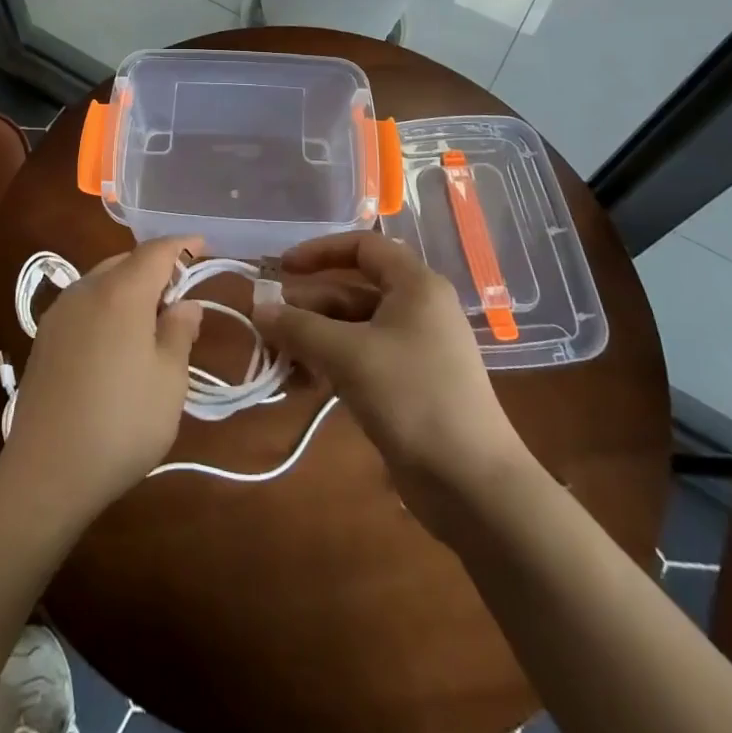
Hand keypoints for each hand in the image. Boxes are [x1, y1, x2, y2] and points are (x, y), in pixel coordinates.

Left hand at [0, 236, 203, 520]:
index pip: (156, 251)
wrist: (48, 470)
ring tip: (152, 315)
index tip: (203, 246)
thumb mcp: (169, 380)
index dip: (183, 245)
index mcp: (121, 292)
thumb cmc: (122, 422)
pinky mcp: (45, 336)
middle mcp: (86, 289)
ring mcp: (60, 312)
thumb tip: (185, 304)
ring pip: (102, 280)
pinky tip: (117, 336)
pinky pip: (84, 302)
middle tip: (181, 291)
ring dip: (130, 285)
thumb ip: (179, 332)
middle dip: (156, 266)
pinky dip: (108, 304)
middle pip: (126, 261)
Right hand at [253, 231, 527, 534]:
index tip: (282, 269)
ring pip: (351, 329)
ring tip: (276, 360)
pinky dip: (329, 365)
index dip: (320, 252)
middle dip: (306, 307)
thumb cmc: (413, 398)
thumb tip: (258, 309)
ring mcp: (412, 349)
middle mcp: (415, 309)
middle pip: (350, 291)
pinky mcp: (407, 385)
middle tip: (266, 325)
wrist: (473, 486)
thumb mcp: (348, 355)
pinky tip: (300, 384)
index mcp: (414, 286)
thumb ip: (299, 328)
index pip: (363, 246)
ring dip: (312, 340)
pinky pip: (359, 360)